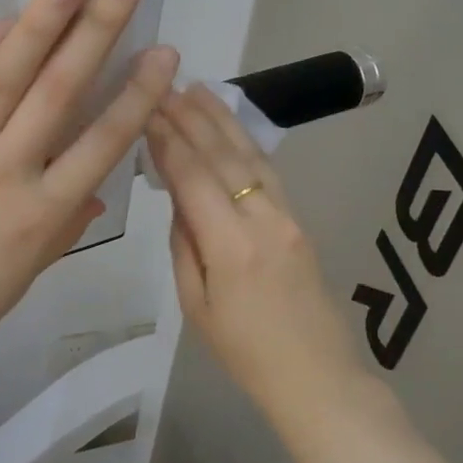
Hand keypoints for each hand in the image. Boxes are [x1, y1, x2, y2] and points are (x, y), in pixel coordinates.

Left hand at [0, 0, 179, 375]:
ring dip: (39, 25)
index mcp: (40, 217)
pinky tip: (6, 21)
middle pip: (57, 94)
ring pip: (3, 80)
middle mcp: (4, 176)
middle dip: (95, 32)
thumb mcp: (25, 274)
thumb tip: (92, 187)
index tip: (163, 52)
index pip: (100, 145)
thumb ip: (63, 226)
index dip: (136, 96)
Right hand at [145, 84, 368, 405]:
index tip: (146, 109)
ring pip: (251, 156)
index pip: (193, 177)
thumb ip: (184, 245)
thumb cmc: (244, 352)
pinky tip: (230, 126)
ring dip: (221, 120)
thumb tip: (178, 199)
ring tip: (197, 90)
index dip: (168, 140)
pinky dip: (246, 142)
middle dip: (190, 118)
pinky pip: (268, 172)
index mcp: (230, 246)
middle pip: (223, 157)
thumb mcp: (196, 305)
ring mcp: (287, 217)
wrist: (316, 376)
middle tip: (164, 86)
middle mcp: (262, 220)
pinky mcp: (299, 221)